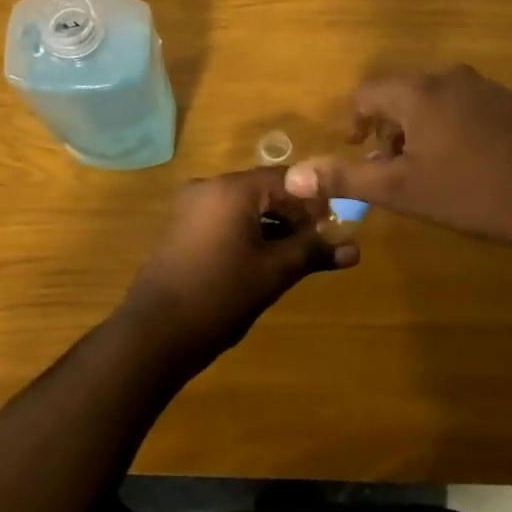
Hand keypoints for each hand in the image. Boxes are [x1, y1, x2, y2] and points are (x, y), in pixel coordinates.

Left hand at [119, 167, 357, 368]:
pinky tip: (260, 261)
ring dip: (271, 225)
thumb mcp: (274, 272)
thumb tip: (355, 249)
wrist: (155, 332)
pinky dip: (247, 232)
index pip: (287, 179)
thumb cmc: (221, 295)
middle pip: (264, 190)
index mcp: (232, 189)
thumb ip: (313, 252)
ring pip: (243, 206)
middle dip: (293, 215)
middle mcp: (208, 187)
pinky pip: (223, 218)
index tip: (332, 229)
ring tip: (292, 258)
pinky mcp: (180, 227)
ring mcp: (190, 206)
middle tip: (315, 247)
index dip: (314, 203)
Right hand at [286, 65, 511, 254]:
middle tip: (386, 167)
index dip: (353, 120)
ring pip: (434, 101)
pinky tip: (463, 167)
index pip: (368, 93)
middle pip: (401, 94)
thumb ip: (347, 178)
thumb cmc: (473, 193)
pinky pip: (463, 108)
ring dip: (417, 130)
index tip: (356, 149)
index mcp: (418, 93)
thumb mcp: (402, 191)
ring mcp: (486, 89)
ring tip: (422, 171)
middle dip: (386, 129)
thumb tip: (294, 176)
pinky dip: (448, 129)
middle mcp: (450, 79)